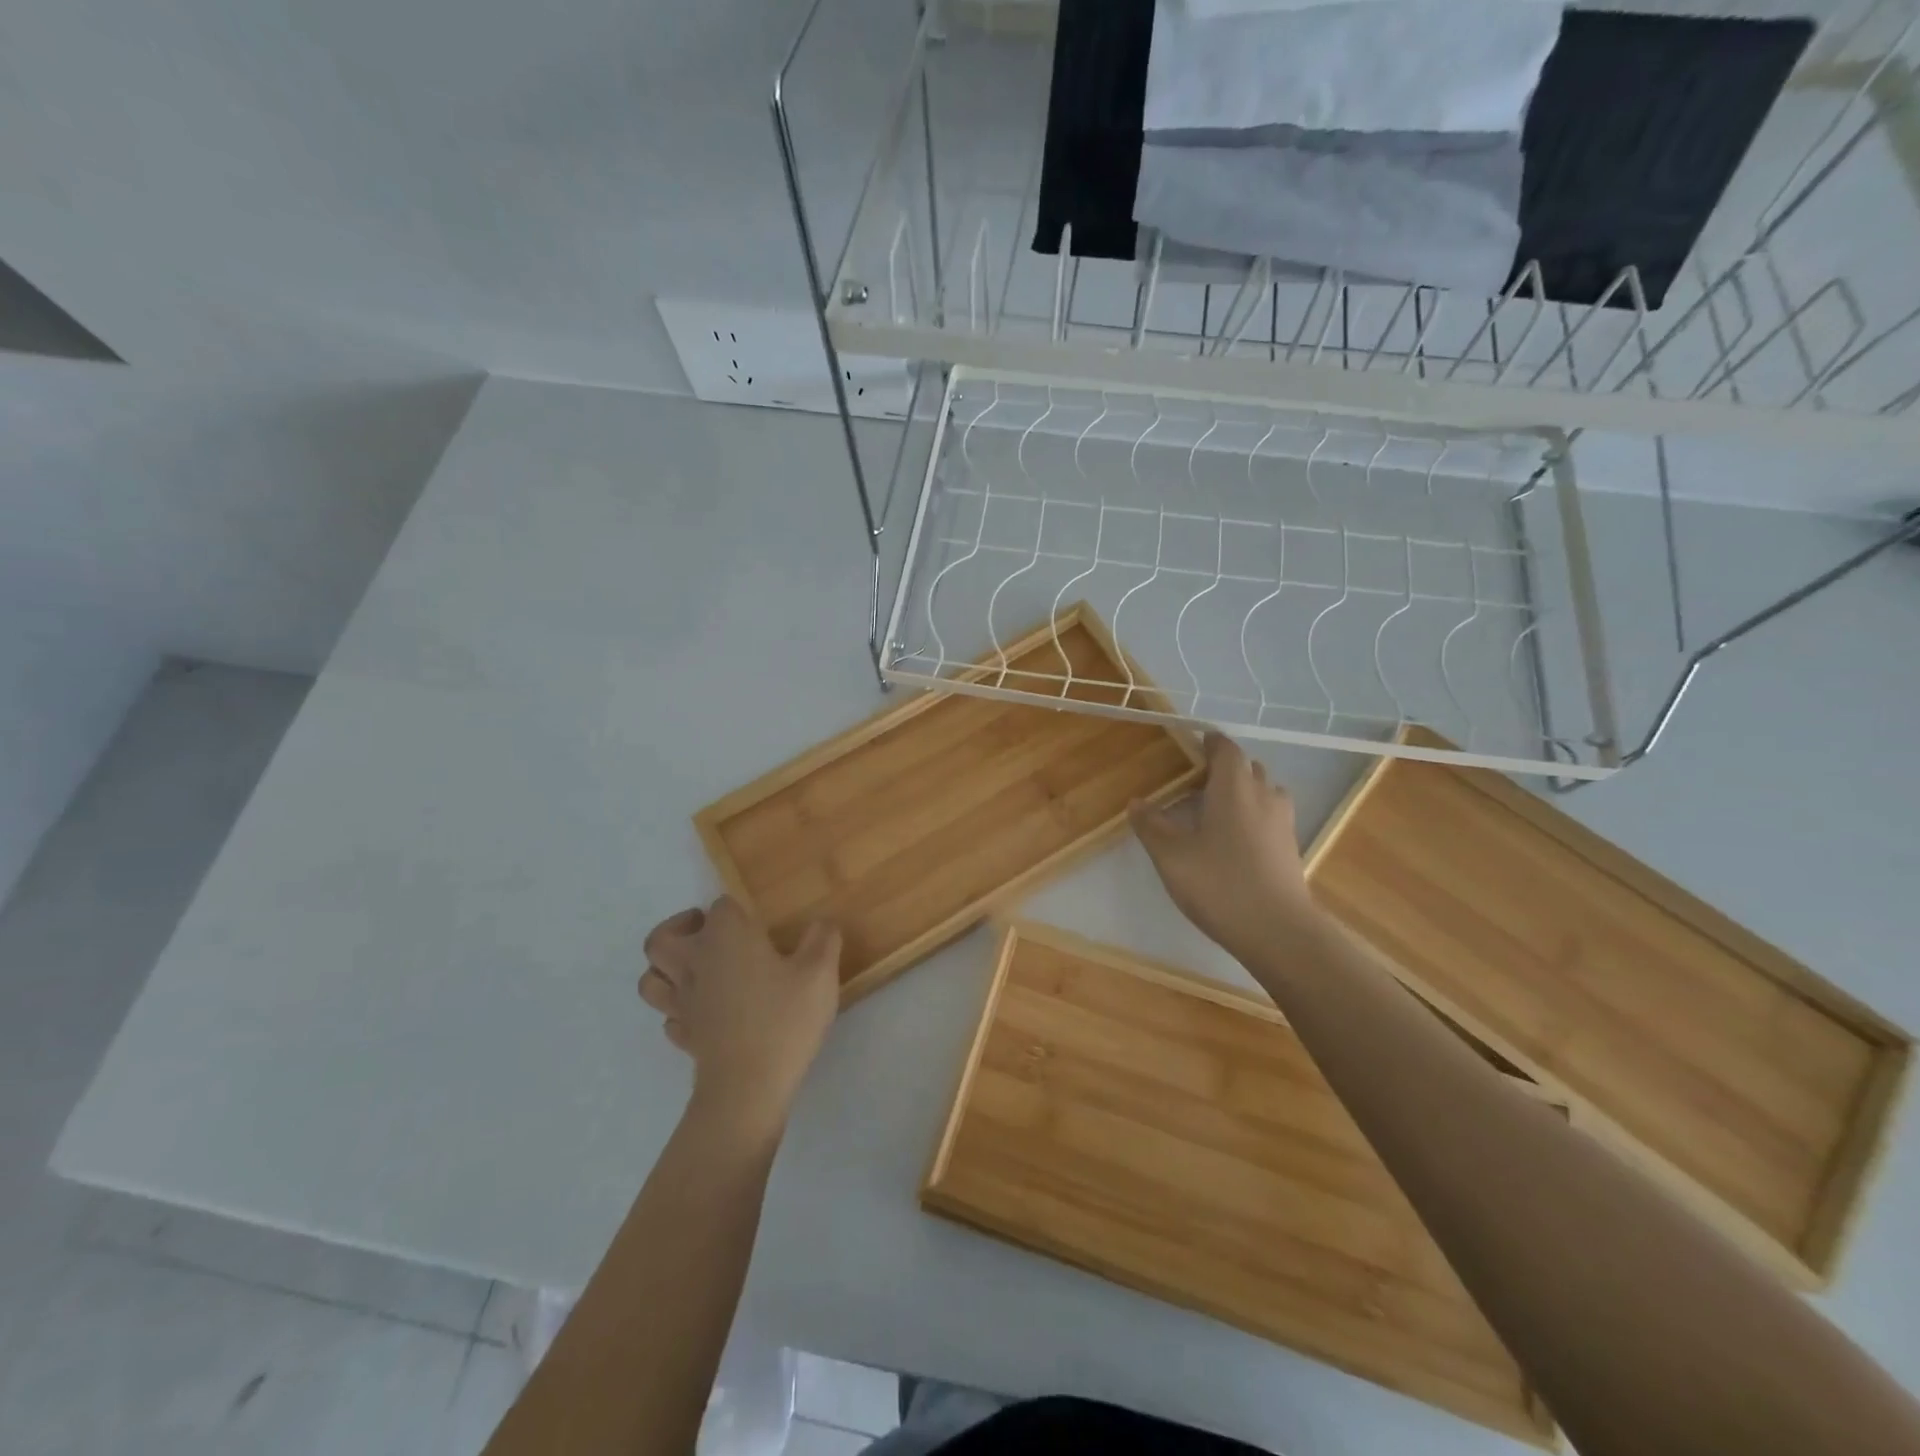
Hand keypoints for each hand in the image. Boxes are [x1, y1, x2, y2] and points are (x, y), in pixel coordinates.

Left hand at [638, 897, 841, 1133]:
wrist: (748, 1088)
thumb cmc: (784, 1020)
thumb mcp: (819, 973)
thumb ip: (823, 939)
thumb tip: (821, 923)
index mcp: (725, 939)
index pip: (720, 907)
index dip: (736, 909)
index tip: (757, 922)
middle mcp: (695, 964)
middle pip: (661, 939)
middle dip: (678, 928)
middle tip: (706, 932)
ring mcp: (683, 1003)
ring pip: (652, 979)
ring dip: (665, 969)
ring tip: (693, 968)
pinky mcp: (684, 1036)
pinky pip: (669, 1015)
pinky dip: (678, 1008)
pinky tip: (701, 1011)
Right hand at [1130, 732, 1321, 958]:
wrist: (1278, 931)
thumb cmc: (1220, 884)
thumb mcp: (1172, 857)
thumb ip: (1152, 826)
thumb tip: (1136, 802)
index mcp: (1234, 787)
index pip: (1226, 749)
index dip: (1209, 743)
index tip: (1190, 746)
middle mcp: (1263, 795)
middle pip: (1246, 767)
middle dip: (1222, 768)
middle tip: (1193, 784)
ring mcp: (1282, 821)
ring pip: (1263, 790)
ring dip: (1241, 791)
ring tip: (1214, 811)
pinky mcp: (1290, 846)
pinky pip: (1270, 814)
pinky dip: (1252, 814)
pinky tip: (1233, 840)